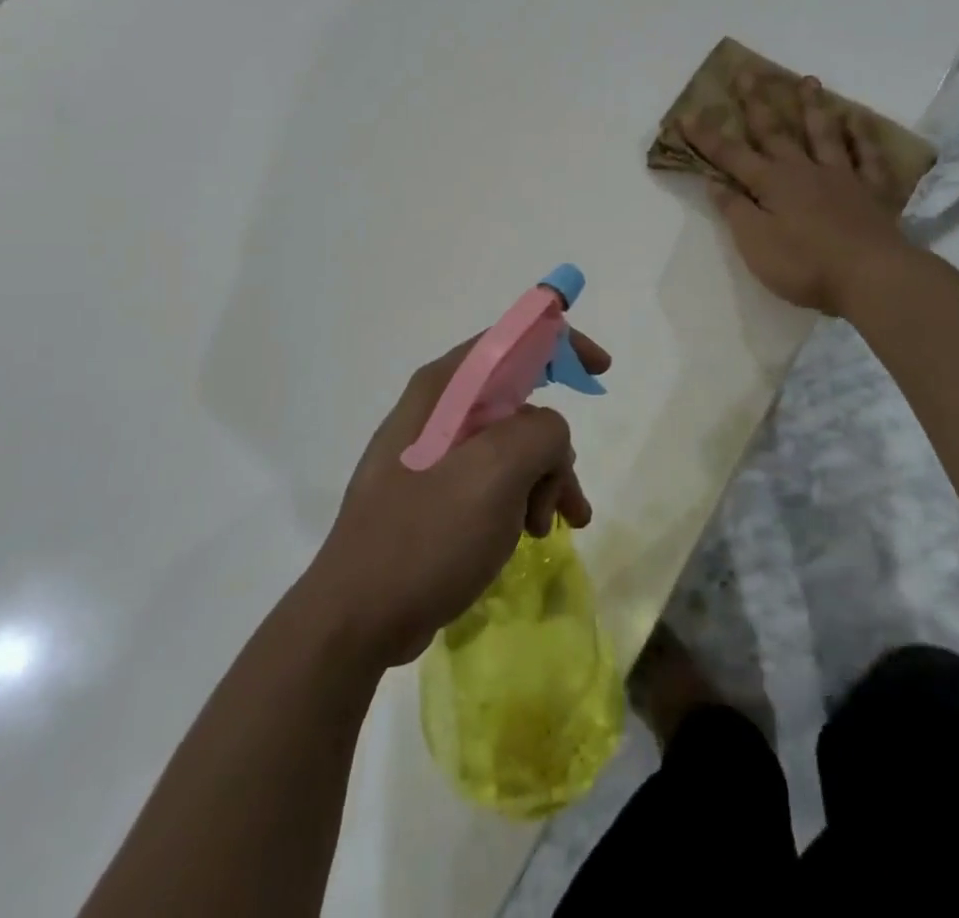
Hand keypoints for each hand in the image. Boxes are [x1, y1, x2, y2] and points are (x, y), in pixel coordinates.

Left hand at [302, 330, 610, 667]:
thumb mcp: (495, 474)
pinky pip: (493, 479)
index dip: (559, 343)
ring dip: (542, 481)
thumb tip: (547, 434)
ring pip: (511, 446)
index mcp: (444, 388)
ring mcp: (433, 453)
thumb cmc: (426, 535)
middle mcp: (437, 410)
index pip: (510, 340)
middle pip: (518, 402)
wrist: (357, 617)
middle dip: (553, 447)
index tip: (600, 369)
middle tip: (566, 499)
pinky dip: (521, 499)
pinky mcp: (434, 492)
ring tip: (550, 528)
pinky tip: (530, 535)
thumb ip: (539, 433)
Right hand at [685, 72, 909, 316]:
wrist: (872, 277)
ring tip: (808, 80)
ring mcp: (842, 178)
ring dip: (813, 106)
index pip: (731, 156)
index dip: (707, 137)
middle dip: (757, 103)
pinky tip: (859, 120)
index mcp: (772, 184)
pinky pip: (868, 157)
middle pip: (776, 132)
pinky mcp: (872, 192)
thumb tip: (715, 182)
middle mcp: (804, 171)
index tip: (686, 115)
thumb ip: (735, 210)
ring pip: (824, 134)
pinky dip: (863, 137)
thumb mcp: (755, 243)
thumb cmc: (805, 265)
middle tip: (748, 72)